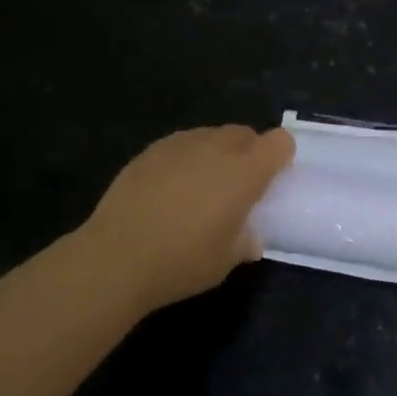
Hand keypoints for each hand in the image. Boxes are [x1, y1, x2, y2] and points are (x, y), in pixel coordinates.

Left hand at [81, 125, 294, 313]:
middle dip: (249, 152)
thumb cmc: (181, 261)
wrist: (116, 257)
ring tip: (200, 186)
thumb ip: (244, 242)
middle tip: (238, 185)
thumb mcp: (224, 262)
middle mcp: (217, 147)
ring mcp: (181, 144)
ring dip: (216, 153)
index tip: (272, 179)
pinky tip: (169, 189)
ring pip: (211, 135)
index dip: (280, 156)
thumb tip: (250, 238)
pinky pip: (181, 144)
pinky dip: (185, 159)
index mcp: (245, 171)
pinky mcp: (150, 150)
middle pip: (245, 133)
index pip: (279, 142)